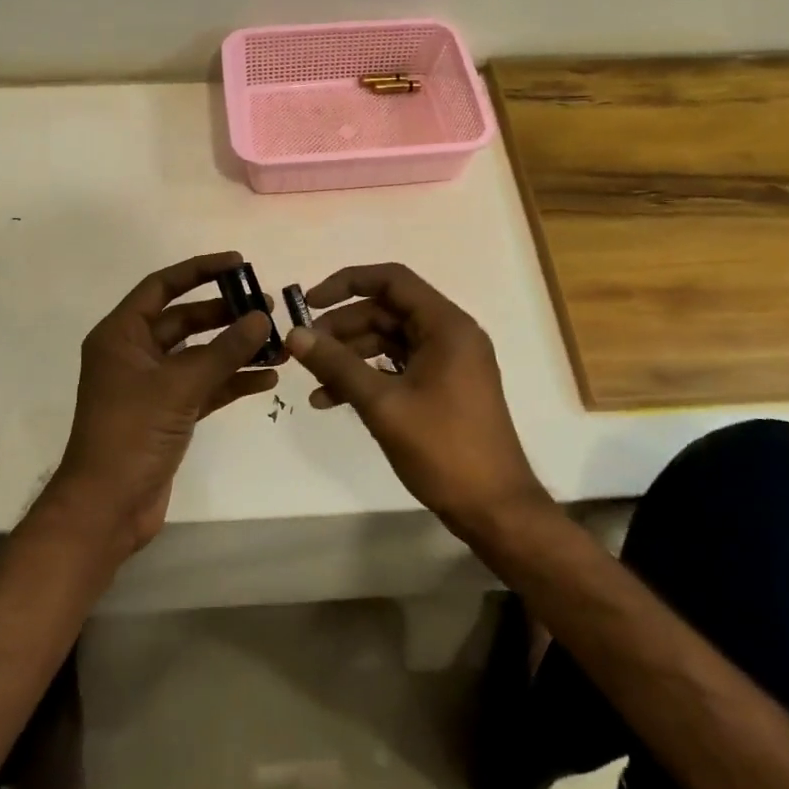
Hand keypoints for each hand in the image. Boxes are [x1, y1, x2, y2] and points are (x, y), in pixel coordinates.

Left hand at [46, 252, 278, 553]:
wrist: (107, 508)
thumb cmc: (131, 434)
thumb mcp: (180, 386)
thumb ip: (224, 350)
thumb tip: (262, 317)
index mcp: (122, 335)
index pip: (163, 287)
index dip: (200, 270)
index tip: (239, 264)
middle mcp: (135, 354)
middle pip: (185, 320)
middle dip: (225, 313)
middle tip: (267, 308)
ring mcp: (153, 386)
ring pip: (200, 355)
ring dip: (235, 349)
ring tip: (277, 343)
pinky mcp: (169, 414)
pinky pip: (205, 386)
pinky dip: (232, 381)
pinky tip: (267, 379)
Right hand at [284, 263, 550, 534]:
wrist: (493, 508)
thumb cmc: (444, 449)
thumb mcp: (383, 405)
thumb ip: (337, 365)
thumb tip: (295, 335)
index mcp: (446, 326)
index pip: (392, 280)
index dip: (347, 283)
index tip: (309, 303)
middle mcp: (450, 335)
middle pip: (387, 311)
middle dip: (342, 328)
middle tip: (305, 350)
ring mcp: (448, 362)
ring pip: (389, 341)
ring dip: (350, 356)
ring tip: (313, 381)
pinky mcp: (443, 387)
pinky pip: (398, 368)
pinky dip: (367, 377)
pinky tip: (331, 400)